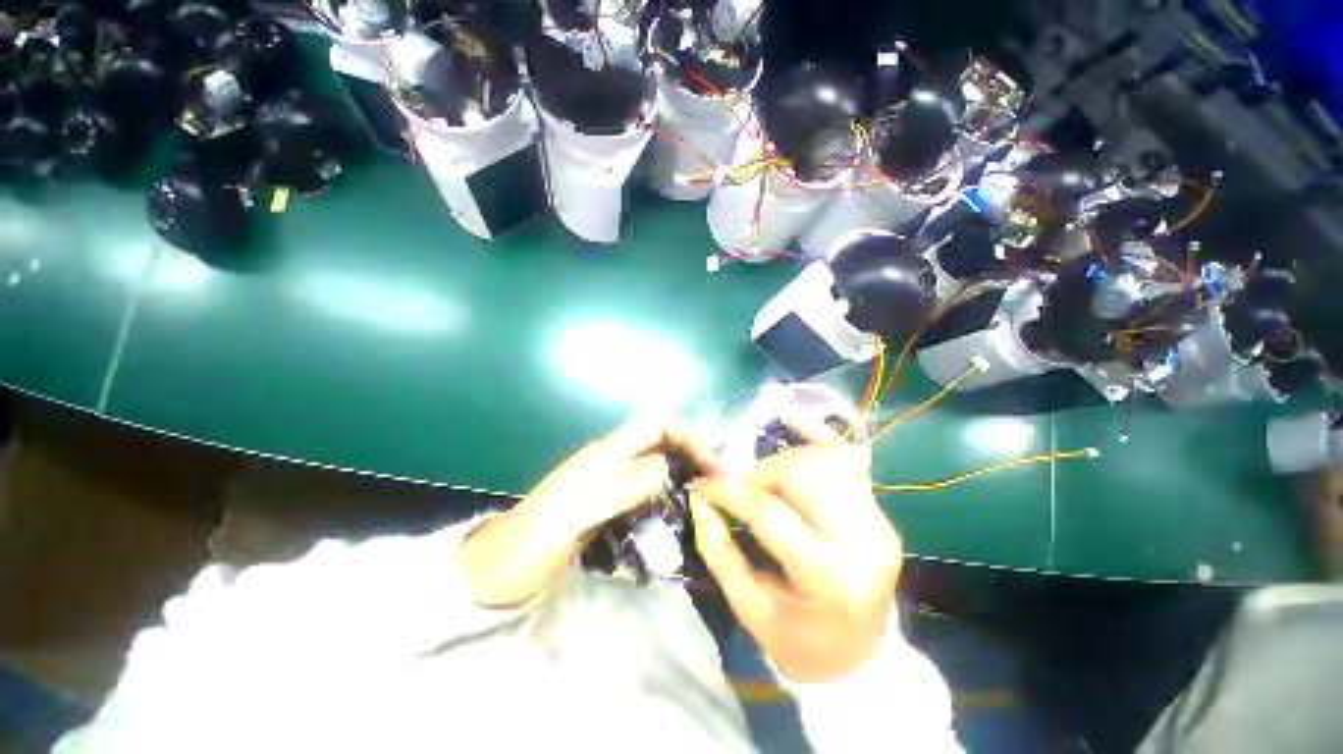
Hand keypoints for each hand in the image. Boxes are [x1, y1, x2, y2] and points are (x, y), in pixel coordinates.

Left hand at [461, 417, 716, 607]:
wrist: (499, 571)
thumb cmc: (533, 542)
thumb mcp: (577, 514)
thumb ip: (621, 486)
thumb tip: (665, 467)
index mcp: (605, 454)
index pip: (656, 424)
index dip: (687, 434)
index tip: (711, 462)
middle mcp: (611, 461)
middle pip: (660, 441)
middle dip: (691, 453)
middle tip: (716, 482)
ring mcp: (609, 484)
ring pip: (656, 466)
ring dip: (681, 475)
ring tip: (703, 498)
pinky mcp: (608, 506)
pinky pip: (646, 492)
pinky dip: (666, 497)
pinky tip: (676, 516)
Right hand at [689, 414, 901, 683]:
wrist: (862, 656)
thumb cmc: (801, 642)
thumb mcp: (752, 612)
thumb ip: (721, 554)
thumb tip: (702, 505)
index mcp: (829, 578)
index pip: (769, 513)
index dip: (728, 492)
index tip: (702, 485)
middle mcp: (862, 540)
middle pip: (801, 475)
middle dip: (757, 473)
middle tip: (736, 486)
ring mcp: (877, 520)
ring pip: (823, 459)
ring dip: (783, 460)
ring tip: (762, 478)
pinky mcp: (879, 509)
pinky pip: (848, 457)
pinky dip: (817, 436)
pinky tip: (792, 420)